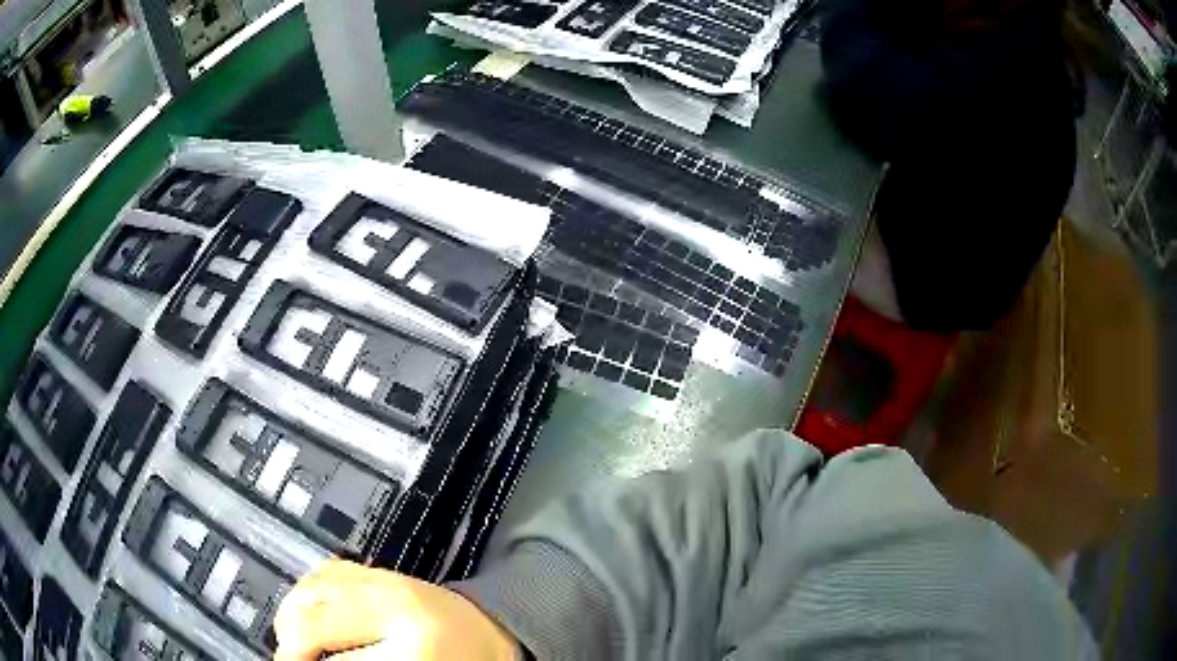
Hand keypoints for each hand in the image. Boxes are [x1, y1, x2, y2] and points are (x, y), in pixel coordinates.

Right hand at [273, 559, 519, 659]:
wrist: (491, 629)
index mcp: (415, 647)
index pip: (336, 660)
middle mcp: (391, 604)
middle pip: (308, 623)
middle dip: (292, 650)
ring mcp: (380, 578)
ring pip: (305, 594)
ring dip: (291, 622)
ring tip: (298, 648)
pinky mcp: (372, 567)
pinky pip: (318, 575)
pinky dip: (303, 598)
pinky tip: (308, 620)